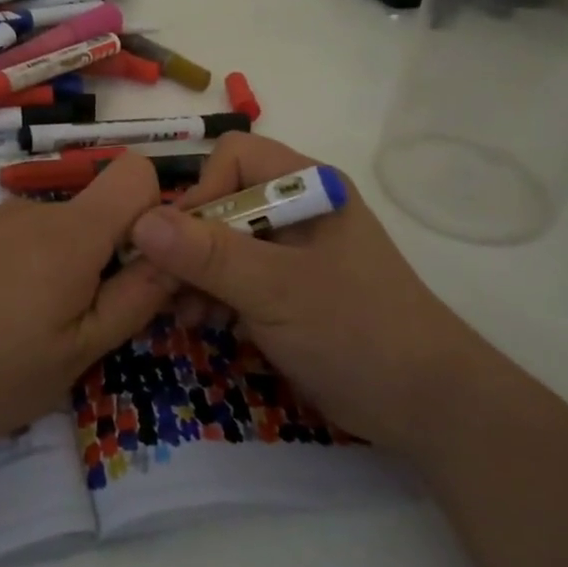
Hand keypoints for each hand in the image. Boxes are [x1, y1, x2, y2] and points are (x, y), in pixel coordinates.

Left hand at [0, 153, 176, 455]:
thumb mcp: (80, 352)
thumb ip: (137, 298)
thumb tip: (176, 253)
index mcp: (71, 233)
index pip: (135, 173)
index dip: (151, 211)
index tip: (137, 264)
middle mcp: (33, 208)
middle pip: (94, 209)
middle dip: (103, 253)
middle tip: (78, 318)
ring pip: (54, 226)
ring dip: (59, 262)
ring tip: (27, 321)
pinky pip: (15, 233)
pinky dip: (21, 262)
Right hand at [127, 132, 484, 456]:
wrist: (427, 407)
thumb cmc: (356, 331)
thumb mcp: (276, 291)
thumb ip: (208, 255)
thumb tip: (140, 222)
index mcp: (307, 187)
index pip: (234, 159)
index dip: (202, 193)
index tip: (181, 245)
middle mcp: (297, 209)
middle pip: (222, 201)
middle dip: (189, 244)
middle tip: (165, 289)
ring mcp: (293, 251)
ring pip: (223, 242)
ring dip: (196, 274)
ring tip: (184, 314)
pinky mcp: (289, 288)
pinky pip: (236, 276)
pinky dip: (214, 295)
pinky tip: (204, 323)